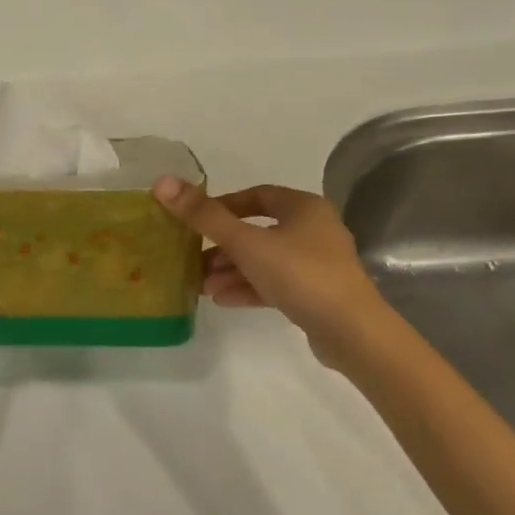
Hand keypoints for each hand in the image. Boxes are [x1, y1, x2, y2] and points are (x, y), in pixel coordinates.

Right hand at [152, 177, 386, 360]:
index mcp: (304, 207)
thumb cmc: (299, 274)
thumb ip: (204, 215)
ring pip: (265, 260)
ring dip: (232, 270)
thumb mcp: (246, 242)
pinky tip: (222, 300)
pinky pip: (275, 283)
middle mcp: (314, 230)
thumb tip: (162, 181)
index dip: (224, 205)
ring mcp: (317, 264)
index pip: (257, 196)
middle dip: (223, 246)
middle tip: (193, 259)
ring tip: (201, 285)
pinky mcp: (317, 294)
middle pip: (258, 230)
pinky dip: (249, 288)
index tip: (196, 220)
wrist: (352, 333)